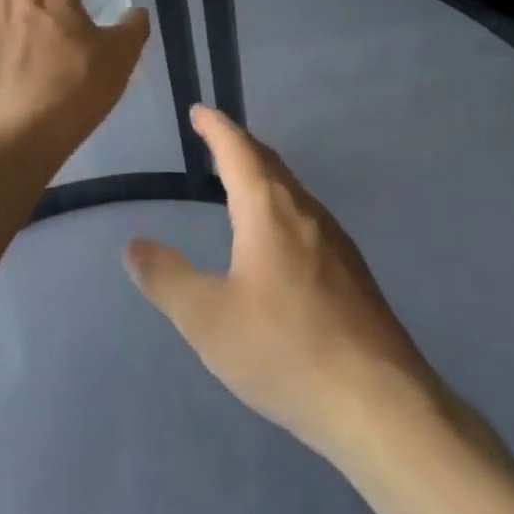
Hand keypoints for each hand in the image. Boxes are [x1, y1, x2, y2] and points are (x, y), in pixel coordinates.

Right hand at [123, 106, 438, 463]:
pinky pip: (307, 220)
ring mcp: (337, 242)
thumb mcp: (208, 319)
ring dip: (263, 177)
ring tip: (239, 184)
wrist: (379, 402)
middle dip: (240, 147)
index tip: (200, 110)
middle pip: (270, 164)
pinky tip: (277, 241)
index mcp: (269, 211)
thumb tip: (134, 245)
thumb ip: (166, 279)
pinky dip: (280, 208)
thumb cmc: (284, 350)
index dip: (216, 128)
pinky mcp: (353, 273)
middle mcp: (306, 213)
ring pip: (292, 193)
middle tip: (214, 140)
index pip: (238, 150)